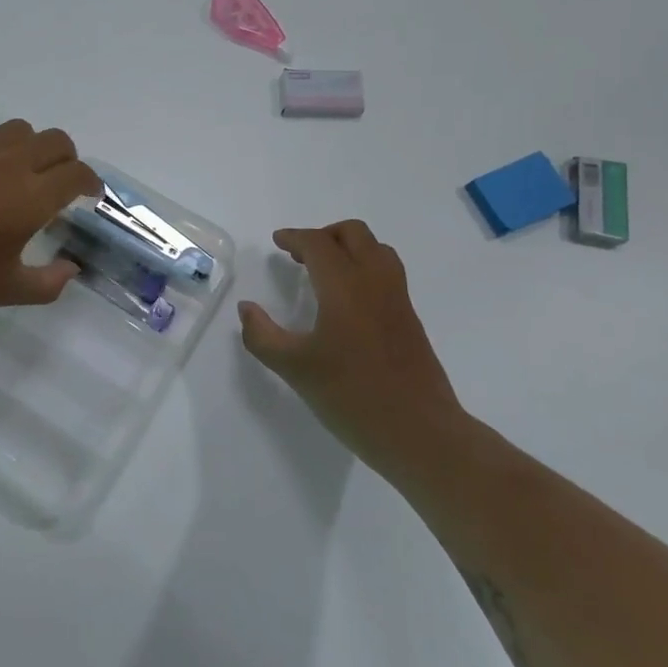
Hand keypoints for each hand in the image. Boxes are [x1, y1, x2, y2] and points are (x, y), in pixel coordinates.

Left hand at [0, 119, 101, 318]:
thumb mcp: (9, 290)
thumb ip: (50, 282)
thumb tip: (70, 269)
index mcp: (31, 198)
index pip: (77, 174)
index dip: (90, 182)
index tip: (89, 195)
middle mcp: (10, 165)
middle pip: (56, 141)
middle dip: (68, 159)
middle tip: (61, 184)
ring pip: (20, 130)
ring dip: (33, 147)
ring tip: (22, 173)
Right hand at [237, 221, 464, 480]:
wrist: (420, 432)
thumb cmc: (352, 396)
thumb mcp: (294, 369)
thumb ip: (262, 336)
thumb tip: (247, 309)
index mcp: (345, 286)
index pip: (318, 244)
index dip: (295, 237)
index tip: (277, 241)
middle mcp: (376, 282)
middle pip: (354, 233)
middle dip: (324, 235)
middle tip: (299, 255)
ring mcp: (398, 299)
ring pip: (376, 249)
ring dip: (348, 248)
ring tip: (324, 272)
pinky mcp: (410, 319)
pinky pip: (387, 273)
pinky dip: (364, 268)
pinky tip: (347, 301)